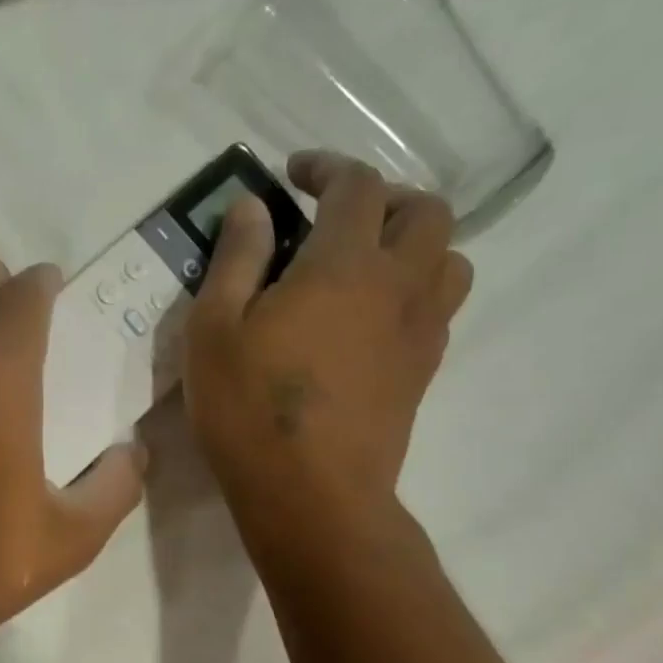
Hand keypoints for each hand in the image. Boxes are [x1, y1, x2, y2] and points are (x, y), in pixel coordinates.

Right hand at [183, 152, 472, 544]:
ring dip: (414, 244)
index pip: (357, 185)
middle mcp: (399, 285)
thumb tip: (252, 207)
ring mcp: (421, 331)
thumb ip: (235, 259)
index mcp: (344, 264)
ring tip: (365, 266)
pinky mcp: (423, 372)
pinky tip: (370, 320)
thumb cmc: (250, 410)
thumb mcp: (213, 330)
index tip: (293, 176)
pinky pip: (440, 309)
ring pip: (448, 258)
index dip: (326, 168)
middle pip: (425, 210)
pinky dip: (414, 292)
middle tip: (336, 218)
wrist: (311, 495)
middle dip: (384, 198)